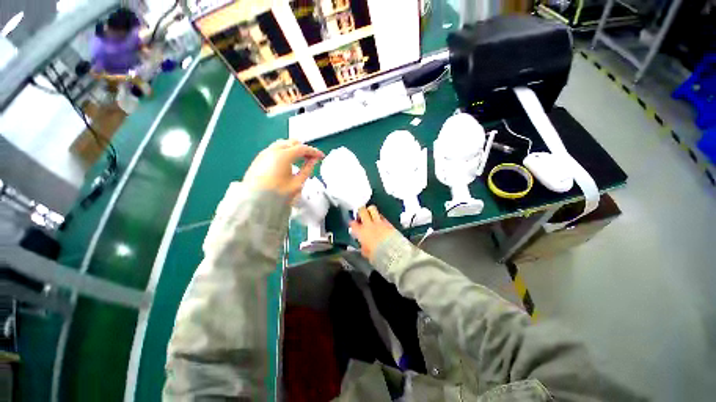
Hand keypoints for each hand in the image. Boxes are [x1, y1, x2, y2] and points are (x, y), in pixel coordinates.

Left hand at [243, 139, 323, 198]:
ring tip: (301, 158)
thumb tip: (313, 161)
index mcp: (283, 156)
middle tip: (311, 157)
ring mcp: (264, 153)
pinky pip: (274, 149)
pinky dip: (284, 152)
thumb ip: (307, 169)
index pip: (302, 148)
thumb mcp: (297, 183)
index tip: (321, 156)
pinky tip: (288, 161)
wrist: (255, 202)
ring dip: (293, 149)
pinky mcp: (259, 158)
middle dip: (303, 148)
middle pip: (291, 142)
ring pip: (282, 144)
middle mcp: (272, 150)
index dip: (314, 151)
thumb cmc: (278, 193)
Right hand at [349, 205, 397, 259]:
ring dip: (370, 211)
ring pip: (372, 209)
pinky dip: (379, 217)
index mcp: (361, 233)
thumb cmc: (378, 256)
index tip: (353, 224)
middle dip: (360, 212)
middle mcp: (369, 224)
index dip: (352, 223)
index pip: (353, 224)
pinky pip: (382, 216)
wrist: (394, 253)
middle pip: (362, 210)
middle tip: (361, 216)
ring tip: (371, 216)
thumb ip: (363, 246)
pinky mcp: (388, 222)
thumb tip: (363, 243)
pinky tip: (380, 222)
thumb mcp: (366, 253)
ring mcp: (379, 222)